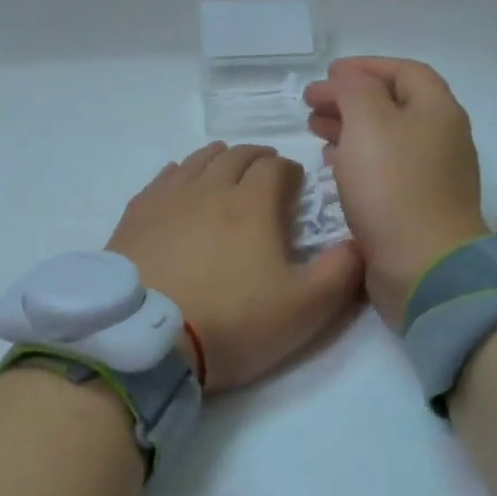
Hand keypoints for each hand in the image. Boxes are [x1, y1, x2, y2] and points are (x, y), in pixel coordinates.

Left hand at [106, 143, 363, 392]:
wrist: (145, 339)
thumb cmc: (231, 322)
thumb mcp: (304, 309)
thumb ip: (341, 272)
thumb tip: (359, 240)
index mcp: (253, 203)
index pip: (276, 167)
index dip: (291, 173)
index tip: (295, 189)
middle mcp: (210, 187)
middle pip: (237, 156)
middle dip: (258, 160)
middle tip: (266, 177)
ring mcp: (168, 197)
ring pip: (199, 160)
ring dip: (220, 160)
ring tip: (227, 172)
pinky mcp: (137, 213)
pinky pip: (164, 177)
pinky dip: (182, 173)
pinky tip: (181, 185)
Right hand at [302, 58, 489, 327]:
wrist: (424, 267)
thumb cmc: (394, 187)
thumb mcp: (369, 123)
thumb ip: (356, 91)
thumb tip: (349, 80)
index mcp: (438, 111)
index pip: (404, 72)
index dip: (366, 67)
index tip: (328, 74)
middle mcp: (440, 138)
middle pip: (393, 105)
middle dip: (351, 99)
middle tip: (312, 104)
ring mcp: (431, 175)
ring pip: (386, 138)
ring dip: (350, 128)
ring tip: (315, 130)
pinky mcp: (416, 206)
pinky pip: (384, 169)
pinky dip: (356, 159)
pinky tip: (332, 164)